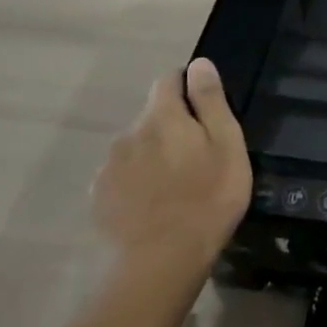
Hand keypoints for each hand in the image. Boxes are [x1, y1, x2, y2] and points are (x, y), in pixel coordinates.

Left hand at [91, 59, 251, 278]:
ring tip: (175, 186)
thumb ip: (210, 101)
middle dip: (172, 127)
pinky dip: (137, 182)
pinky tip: (153, 205)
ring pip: (136, 147)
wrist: (161, 262)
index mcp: (163, 116)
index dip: (186, 87)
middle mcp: (129, 133)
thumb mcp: (227, 145)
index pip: (168, 80)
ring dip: (153, 155)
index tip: (204, 111)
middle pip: (152, 116)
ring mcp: (109, 166)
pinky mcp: (100, 197)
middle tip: (197, 158)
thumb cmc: (208, 198)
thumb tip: (199, 64)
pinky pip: (122, 176)